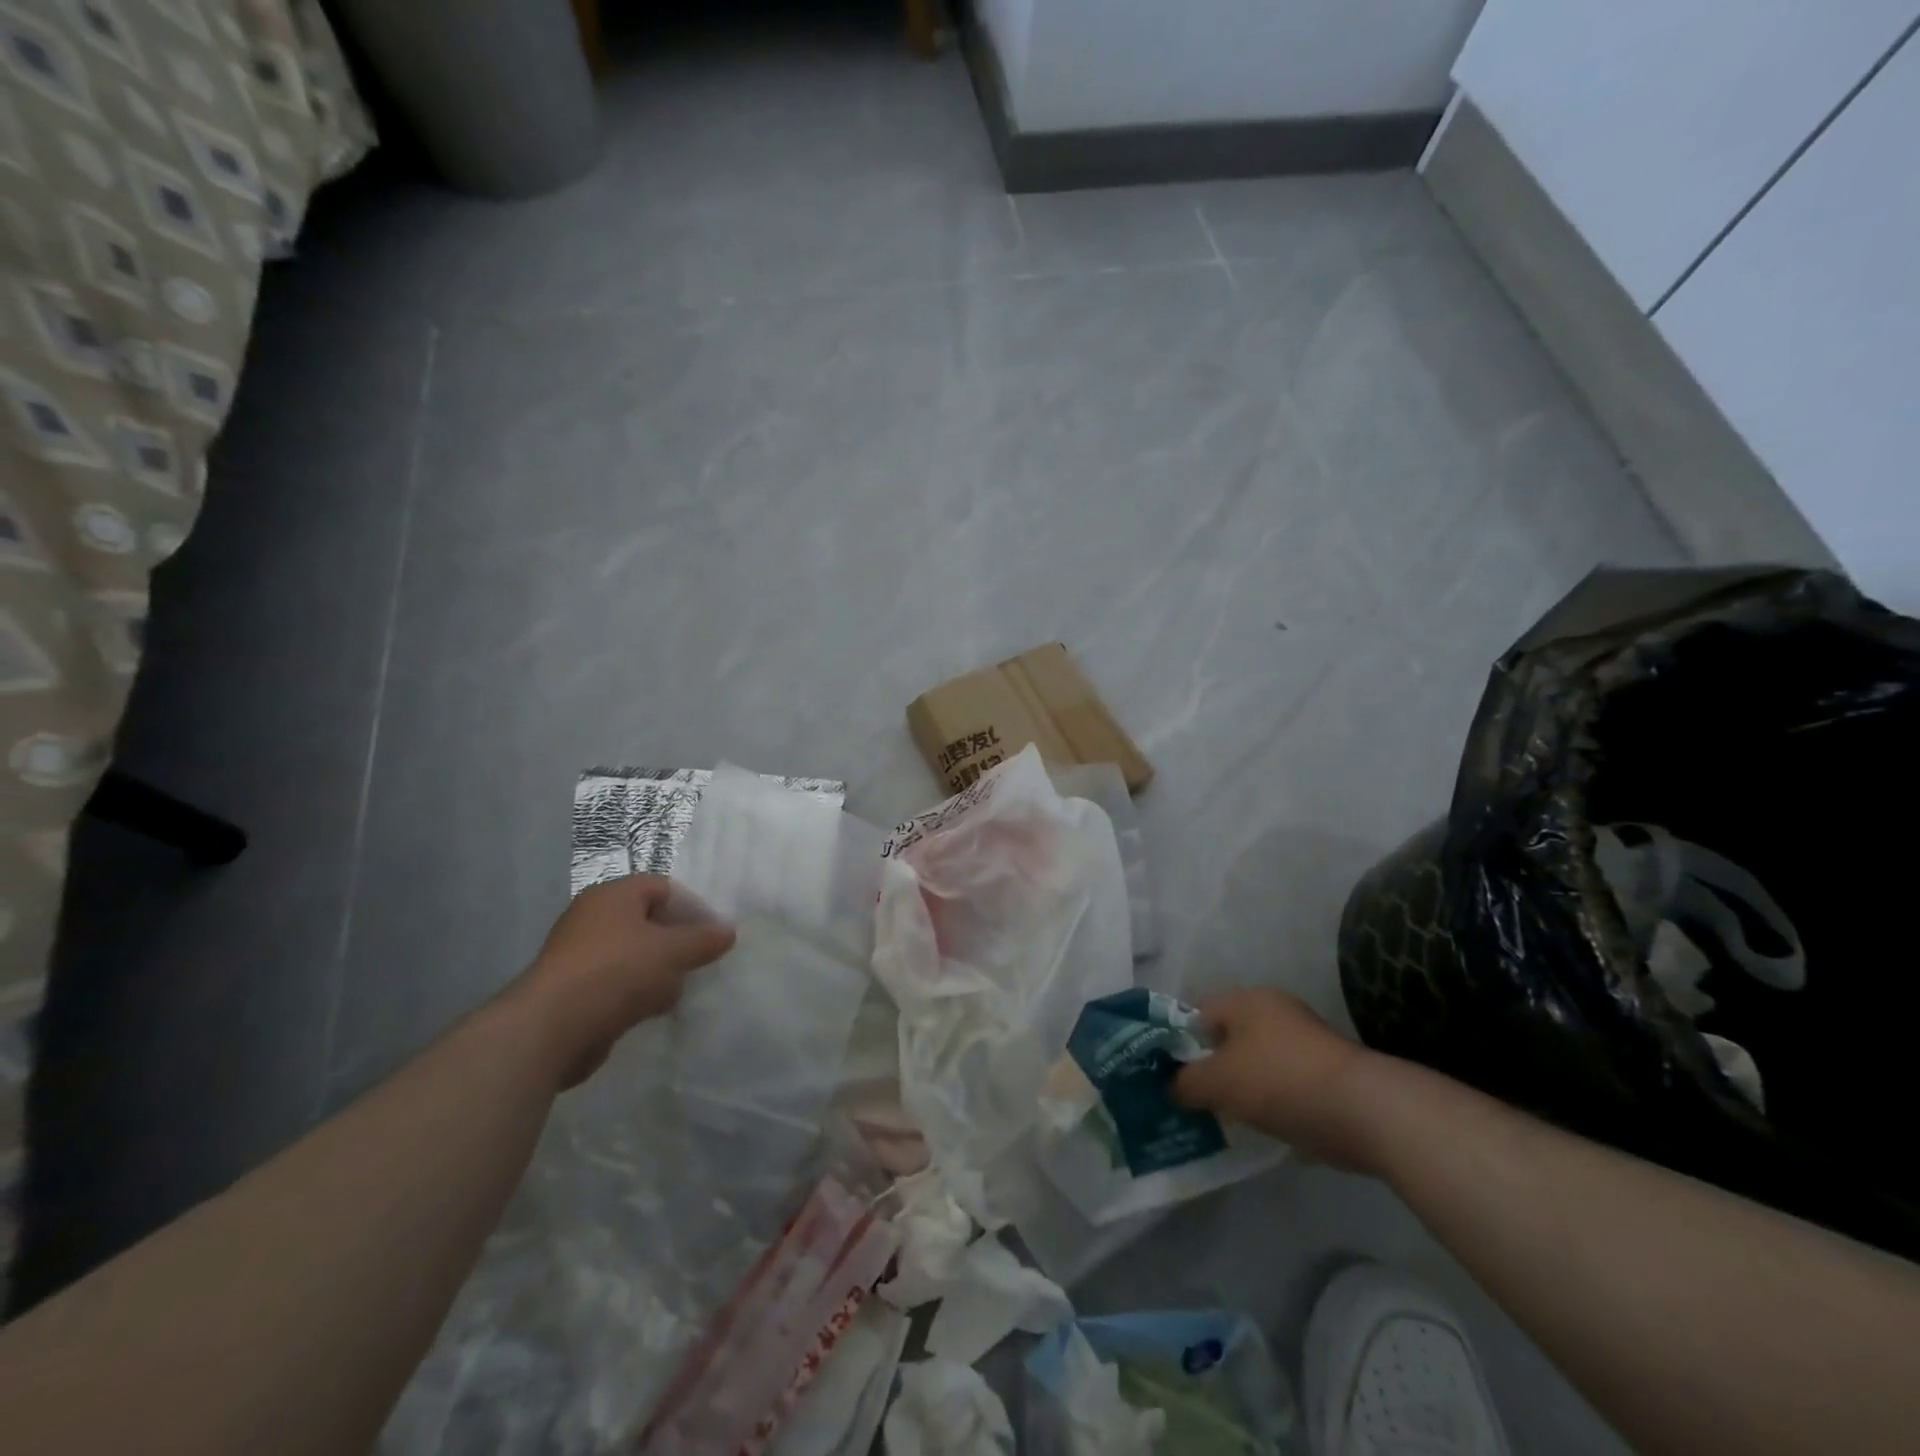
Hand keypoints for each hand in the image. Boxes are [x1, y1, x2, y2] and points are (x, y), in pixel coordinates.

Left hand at [509, 875, 734, 1088]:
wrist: (551, 1029)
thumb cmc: (616, 972)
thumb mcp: (671, 951)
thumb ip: (704, 940)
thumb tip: (729, 931)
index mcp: (612, 895)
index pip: (662, 887)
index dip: (691, 906)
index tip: (713, 933)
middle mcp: (593, 918)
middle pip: (648, 921)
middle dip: (677, 942)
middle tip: (701, 961)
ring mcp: (581, 955)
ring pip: (634, 955)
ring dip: (659, 971)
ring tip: (680, 990)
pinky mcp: (574, 990)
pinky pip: (617, 983)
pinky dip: (637, 993)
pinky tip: (654, 1011)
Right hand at [1173, 988, 1380, 1171]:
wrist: (1365, 1110)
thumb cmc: (1280, 1082)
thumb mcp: (1219, 1083)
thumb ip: (1186, 1083)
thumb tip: (1171, 1086)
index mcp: (1246, 999)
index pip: (1197, 1012)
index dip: (1180, 1043)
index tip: (1173, 1077)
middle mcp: (1275, 1009)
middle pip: (1229, 1036)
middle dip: (1213, 1067)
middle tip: (1199, 1099)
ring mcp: (1305, 1038)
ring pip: (1257, 1059)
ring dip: (1244, 1085)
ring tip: (1231, 1118)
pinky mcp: (1328, 1068)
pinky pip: (1285, 1079)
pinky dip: (1274, 1098)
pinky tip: (1268, 1124)